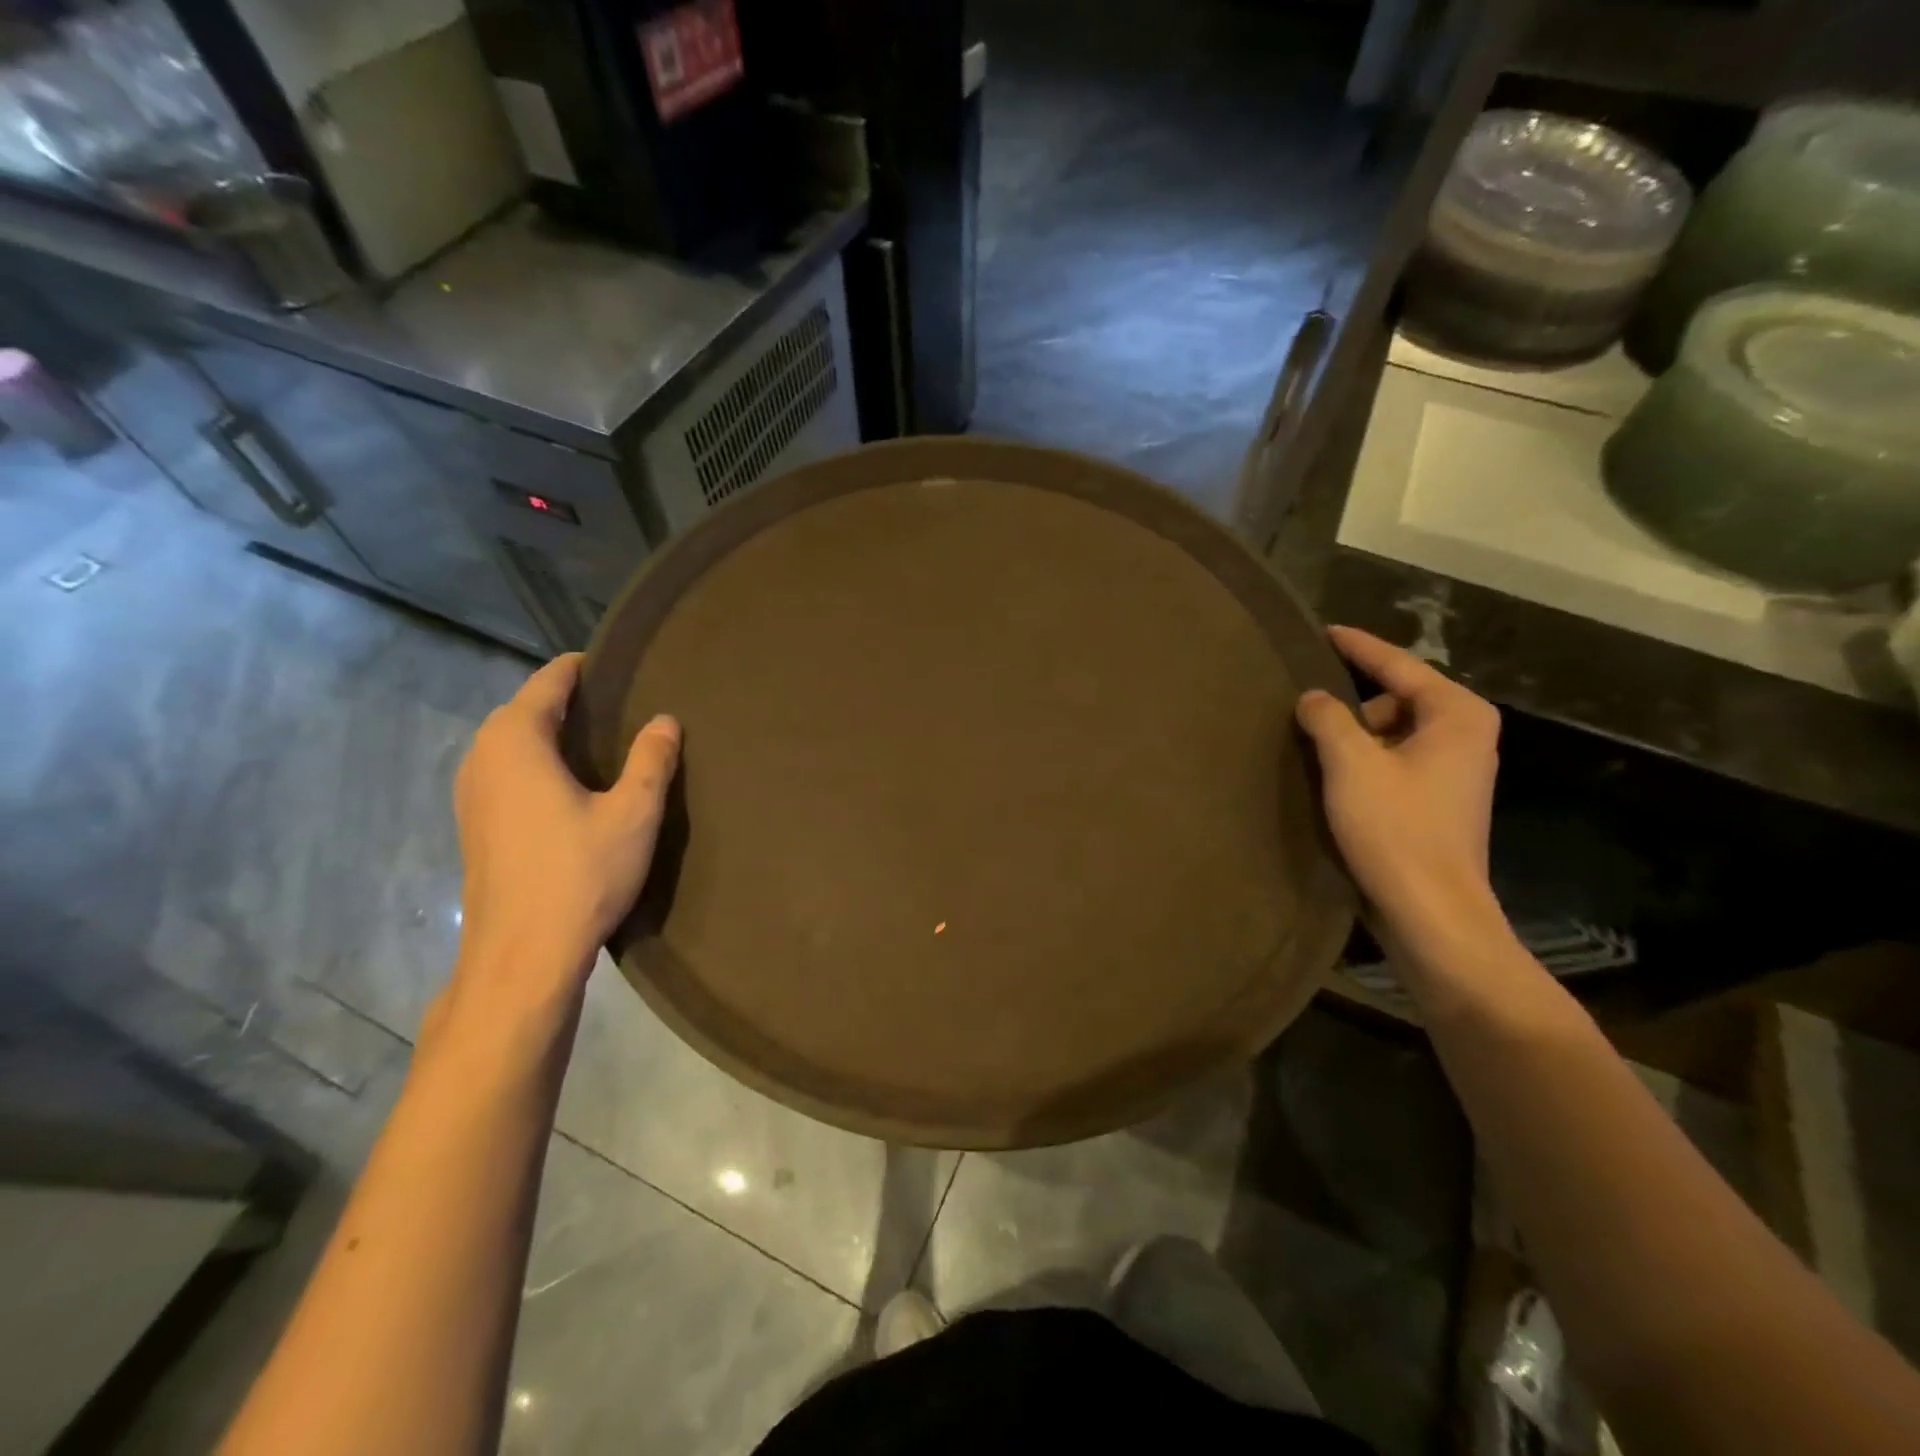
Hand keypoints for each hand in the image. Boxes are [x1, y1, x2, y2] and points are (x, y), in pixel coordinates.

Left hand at [440, 654, 679, 1038]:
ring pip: (512, 743)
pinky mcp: (474, 825)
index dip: (584, 668)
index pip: (549, 682)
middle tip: (624, 705)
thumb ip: (651, 760)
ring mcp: (471, 794)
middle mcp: (483, 757)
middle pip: (526, 709)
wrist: (523, 955)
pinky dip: (537, 763)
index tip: (621, 665)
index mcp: (516, 741)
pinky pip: (506, 772)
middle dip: (569, 701)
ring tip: (603, 742)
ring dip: (551, 734)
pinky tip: (572, 786)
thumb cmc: (581, 873)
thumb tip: (665, 720)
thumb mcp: (633, 812)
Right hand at [1295, 626, 1502, 943]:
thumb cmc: (1396, 828)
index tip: (1324, 631)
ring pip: (1394, 733)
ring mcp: (1456, 772)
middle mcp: (1466, 735)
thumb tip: (1313, 698)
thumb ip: (1328, 717)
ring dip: (1356, 738)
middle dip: (1353, 704)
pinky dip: (1366, 762)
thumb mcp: (1351, 764)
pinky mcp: (1440, 802)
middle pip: (1397, 699)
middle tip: (1309, 715)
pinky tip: (1335, 780)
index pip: (1399, 665)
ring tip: (1316, 752)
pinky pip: (1396, 761)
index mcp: (1457, 715)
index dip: (1358, 646)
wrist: (1432, 911)